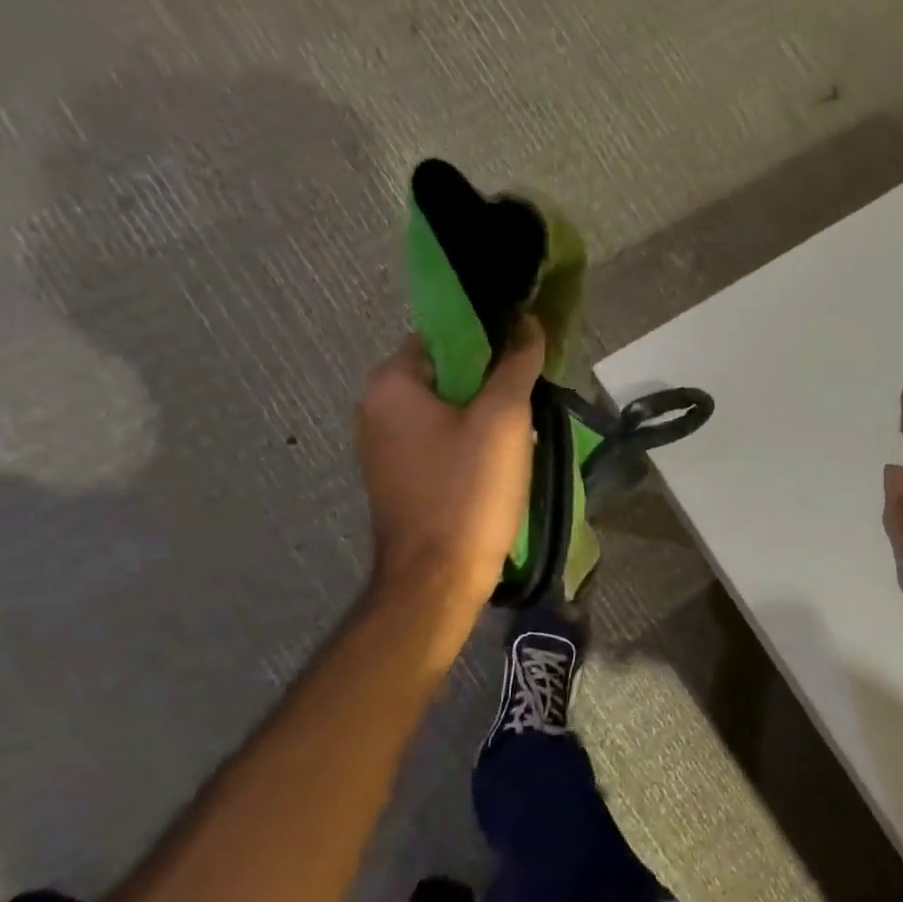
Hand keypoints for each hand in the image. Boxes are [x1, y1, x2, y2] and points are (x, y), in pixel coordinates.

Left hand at [356, 319, 543, 610]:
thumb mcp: (504, 418)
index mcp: (390, 385)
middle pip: (443, 374)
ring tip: (521, 433)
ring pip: (443, 411)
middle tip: (528, 399)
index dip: (487, 340)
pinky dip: (466, 443)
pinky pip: (437, 443)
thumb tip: (528, 323)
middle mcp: (374, 410)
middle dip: (488, 382)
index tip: (523, 358)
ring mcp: (381, 450)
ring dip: (481, 415)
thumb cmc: (469, 489)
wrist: (438, 578)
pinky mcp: (396, 480)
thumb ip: (516, 364)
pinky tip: (497, 463)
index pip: (442, 336)